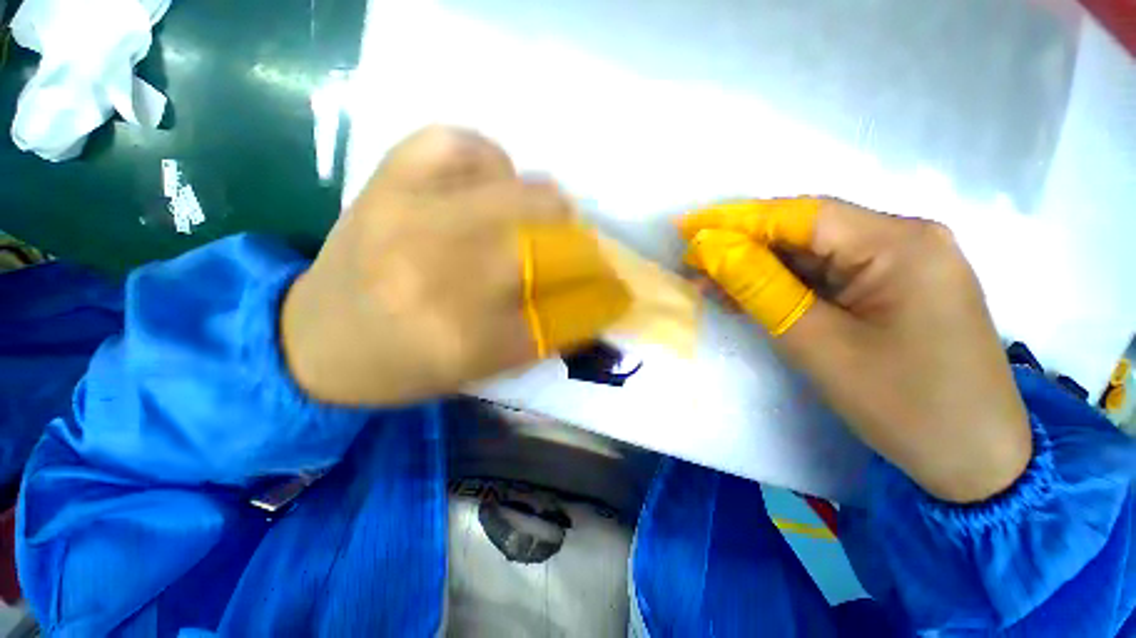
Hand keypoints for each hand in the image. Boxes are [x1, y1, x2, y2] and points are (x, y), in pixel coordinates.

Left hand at [281, 127, 626, 405]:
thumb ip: (541, 336)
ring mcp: (410, 216)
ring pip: (519, 189)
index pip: (566, 313)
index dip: (603, 299)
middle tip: (579, 258)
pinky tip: (489, 183)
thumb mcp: (480, 369)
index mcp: (465, 340)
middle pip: (549, 242)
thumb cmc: (403, 366)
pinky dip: (489, 158)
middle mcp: (441, 275)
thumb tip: (595, 302)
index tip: (619, 293)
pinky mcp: (386, 181)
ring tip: (535, 224)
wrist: (314, 339)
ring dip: (546, 208)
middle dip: (582, 250)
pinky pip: (459, 142)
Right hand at [680, 198, 1031, 502]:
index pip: (801, 215)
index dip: (737, 220)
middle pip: (806, 232)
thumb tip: (713, 252)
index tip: (689, 229)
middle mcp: (905, 240)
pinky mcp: (894, 289)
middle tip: (695, 266)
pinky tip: (749, 297)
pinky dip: (784, 286)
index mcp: (901, 244)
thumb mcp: (818, 345)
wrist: (974, 459)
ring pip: (812, 255)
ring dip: (759, 270)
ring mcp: (902, 264)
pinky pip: (827, 276)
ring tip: (711, 286)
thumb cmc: (905, 405)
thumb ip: (761, 290)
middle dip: (744, 248)